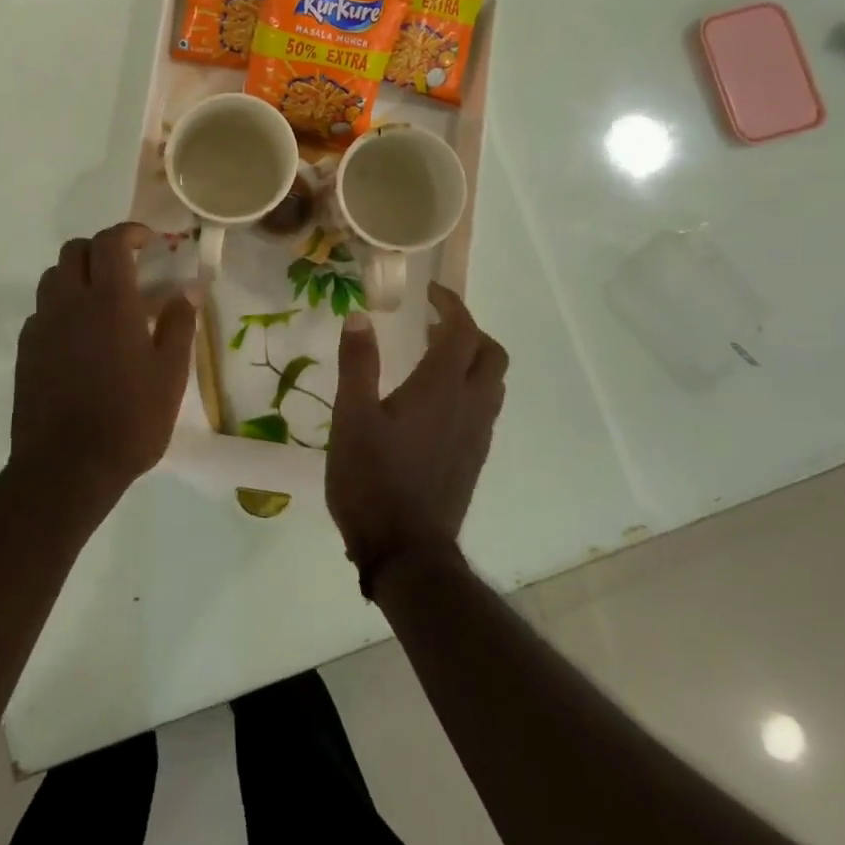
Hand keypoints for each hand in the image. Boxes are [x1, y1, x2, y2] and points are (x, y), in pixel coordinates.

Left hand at [9, 223, 197, 508]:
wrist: (66, 469)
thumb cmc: (129, 420)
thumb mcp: (170, 374)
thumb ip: (179, 324)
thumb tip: (188, 289)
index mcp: (109, 301)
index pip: (111, 242)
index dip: (129, 232)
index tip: (148, 241)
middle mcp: (69, 302)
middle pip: (75, 250)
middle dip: (101, 249)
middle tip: (126, 269)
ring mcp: (42, 326)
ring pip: (53, 277)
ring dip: (77, 274)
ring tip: (102, 301)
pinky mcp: (26, 350)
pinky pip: (42, 311)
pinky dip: (61, 307)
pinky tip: (80, 338)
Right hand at [326, 283, 508, 595]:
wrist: (406, 552)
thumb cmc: (372, 479)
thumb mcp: (352, 417)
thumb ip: (358, 363)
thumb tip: (360, 316)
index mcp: (440, 388)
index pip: (462, 331)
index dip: (451, 304)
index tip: (430, 293)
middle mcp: (469, 406)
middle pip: (491, 354)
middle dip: (469, 330)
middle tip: (434, 325)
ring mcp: (477, 435)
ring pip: (492, 383)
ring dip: (472, 360)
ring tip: (434, 358)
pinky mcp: (473, 458)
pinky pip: (484, 408)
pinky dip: (469, 388)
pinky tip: (434, 404)